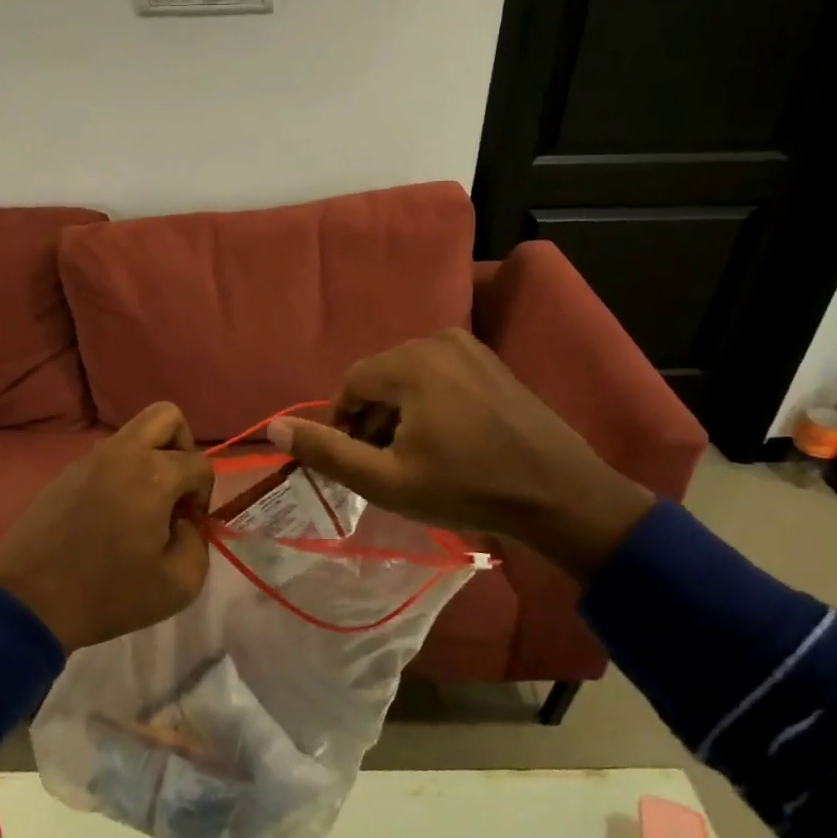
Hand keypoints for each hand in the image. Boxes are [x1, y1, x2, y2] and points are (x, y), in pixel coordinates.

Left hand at [0, 402, 215, 650]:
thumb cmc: (109, 594)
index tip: (190, 525)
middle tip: (176, 489)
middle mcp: (122, 453)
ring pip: (133, 435)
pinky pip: (105, 458)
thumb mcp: (179, 583)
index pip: (199, 463)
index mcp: (153, 473)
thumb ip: (197, 542)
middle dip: (183, 447)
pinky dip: (120, 474)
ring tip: (143, 509)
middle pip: (166, 416)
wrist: (30, 603)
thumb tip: (184, 522)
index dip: (204, 494)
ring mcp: (87, 460)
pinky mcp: (63, 474)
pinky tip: (111, 517)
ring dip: (149, 460)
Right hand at [265, 329, 653, 579]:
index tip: (357, 462)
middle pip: (380, 378)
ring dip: (401, 414)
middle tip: (387, 465)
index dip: (344, 424)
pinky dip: (430, 405)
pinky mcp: (493, 364)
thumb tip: (273, 428)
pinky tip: (448, 443)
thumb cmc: (468, 489)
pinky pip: (441, 377)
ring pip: (410, 378)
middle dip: (373, 420)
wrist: (562, 496)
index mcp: (410, 362)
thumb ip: (327, 452)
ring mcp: (471, 349)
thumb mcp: (387, 481)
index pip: (351, 384)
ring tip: (416, 459)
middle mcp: (438, 341)